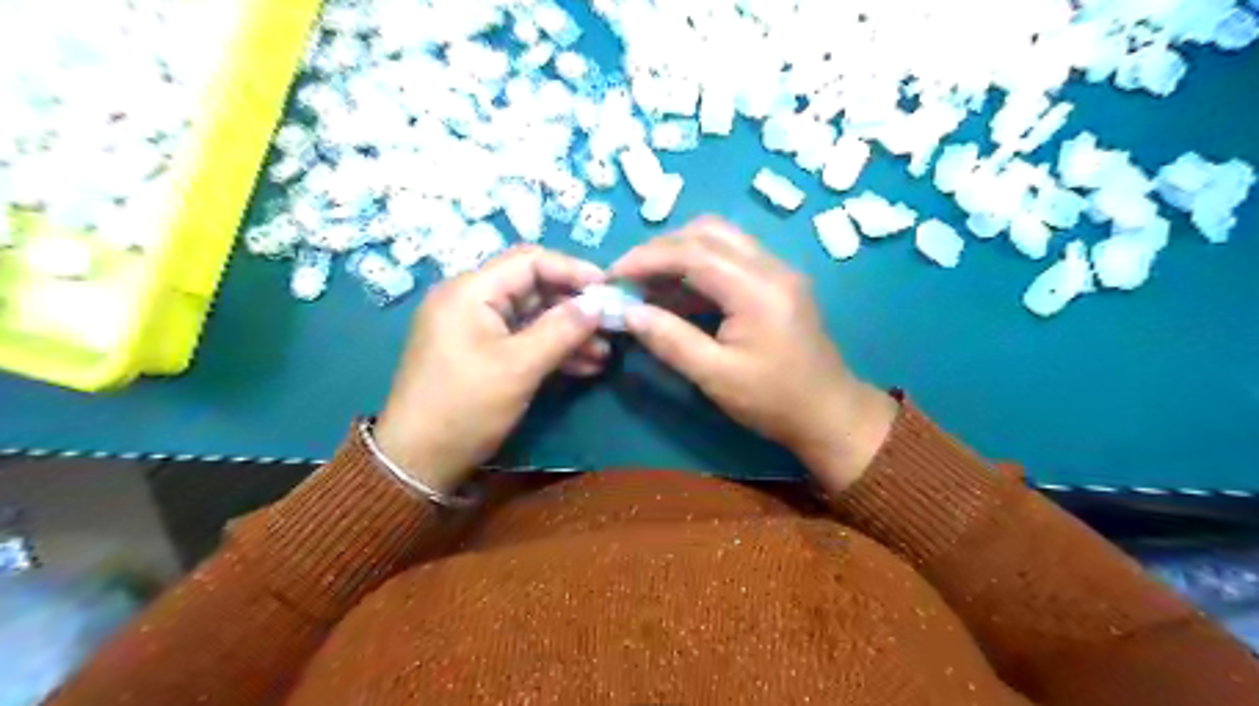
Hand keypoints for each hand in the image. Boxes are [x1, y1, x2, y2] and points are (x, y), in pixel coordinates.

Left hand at [373, 245, 605, 491]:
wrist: (418, 460)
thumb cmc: (466, 407)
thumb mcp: (519, 366)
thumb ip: (562, 329)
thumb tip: (599, 303)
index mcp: (470, 291)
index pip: (530, 261)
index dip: (573, 270)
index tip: (609, 289)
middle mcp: (470, 300)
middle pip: (533, 287)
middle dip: (574, 306)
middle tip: (611, 324)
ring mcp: (474, 327)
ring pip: (532, 316)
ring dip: (568, 332)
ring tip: (604, 353)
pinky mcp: (480, 352)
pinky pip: (522, 339)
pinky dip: (551, 349)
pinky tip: (583, 366)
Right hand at [610, 216, 894, 490]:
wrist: (830, 414)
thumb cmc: (774, 401)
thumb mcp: (715, 376)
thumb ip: (669, 340)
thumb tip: (627, 313)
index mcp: (757, 289)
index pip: (693, 252)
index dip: (647, 258)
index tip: (612, 275)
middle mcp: (771, 266)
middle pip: (707, 232)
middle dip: (662, 249)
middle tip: (630, 276)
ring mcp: (778, 271)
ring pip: (720, 240)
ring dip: (680, 254)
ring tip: (647, 285)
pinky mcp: (778, 282)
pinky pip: (732, 259)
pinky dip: (699, 268)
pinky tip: (677, 294)